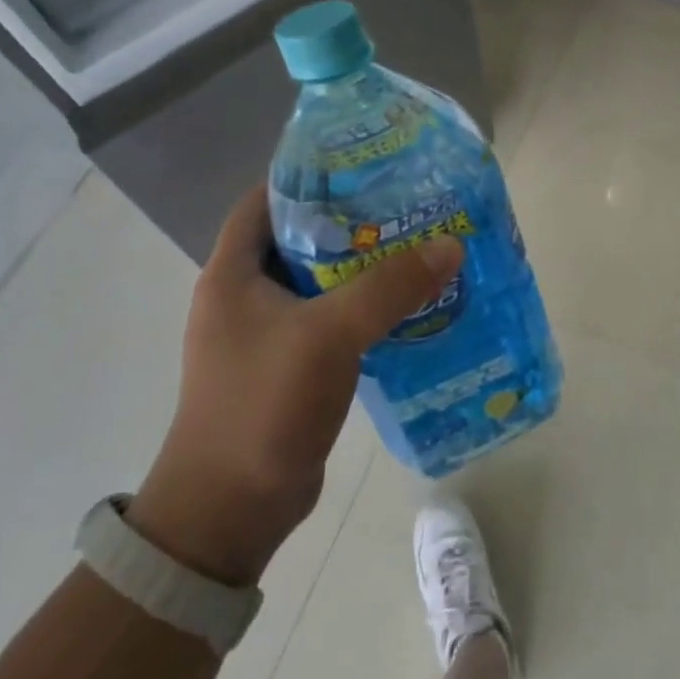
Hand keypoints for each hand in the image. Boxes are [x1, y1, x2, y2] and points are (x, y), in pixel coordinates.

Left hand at [129, 185, 463, 585]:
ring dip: (366, 268)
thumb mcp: (328, 336)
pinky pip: (334, 320)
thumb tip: (451, 244)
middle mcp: (246, 295)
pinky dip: (367, 309)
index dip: (311, 175)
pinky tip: (410, 306)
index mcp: (233, 272)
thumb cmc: (262, 407)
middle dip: (354, 220)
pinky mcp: (292, 366)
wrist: (228, 512)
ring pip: (324, 282)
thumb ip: (389, 287)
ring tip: (421, 248)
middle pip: (303, 238)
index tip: (366, 165)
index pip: (267, 199)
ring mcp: (268, 333)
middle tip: (410, 205)